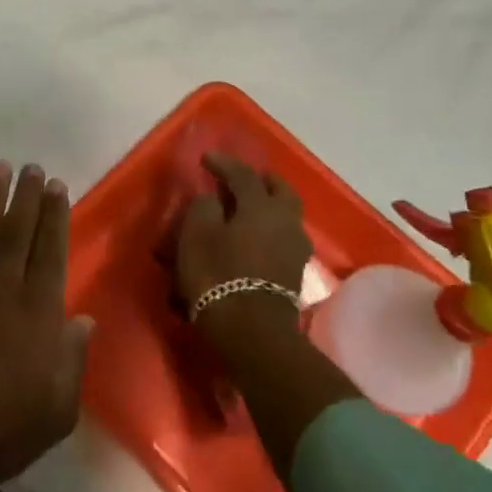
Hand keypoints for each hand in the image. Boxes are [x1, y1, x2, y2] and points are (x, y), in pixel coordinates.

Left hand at [0, 162, 92, 491]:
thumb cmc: (6, 429)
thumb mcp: (60, 407)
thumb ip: (72, 358)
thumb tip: (82, 320)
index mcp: (38, 311)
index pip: (50, 251)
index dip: (54, 216)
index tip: (56, 186)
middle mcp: (2, 289)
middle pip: (17, 232)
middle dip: (27, 196)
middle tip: (32, 167)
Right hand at [175, 152, 311, 307]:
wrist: (252, 333)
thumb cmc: (219, 276)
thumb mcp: (197, 235)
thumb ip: (204, 208)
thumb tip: (214, 200)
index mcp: (262, 206)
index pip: (243, 174)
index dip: (224, 163)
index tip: (206, 158)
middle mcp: (285, 221)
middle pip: (280, 191)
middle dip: (262, 180)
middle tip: (241, 178)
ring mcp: (295, 248)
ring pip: (285, 215)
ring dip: (268, 207)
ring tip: (246, 209)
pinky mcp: (294, 273)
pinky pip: (282, 238)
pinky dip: (268, 230)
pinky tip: (253, 237)